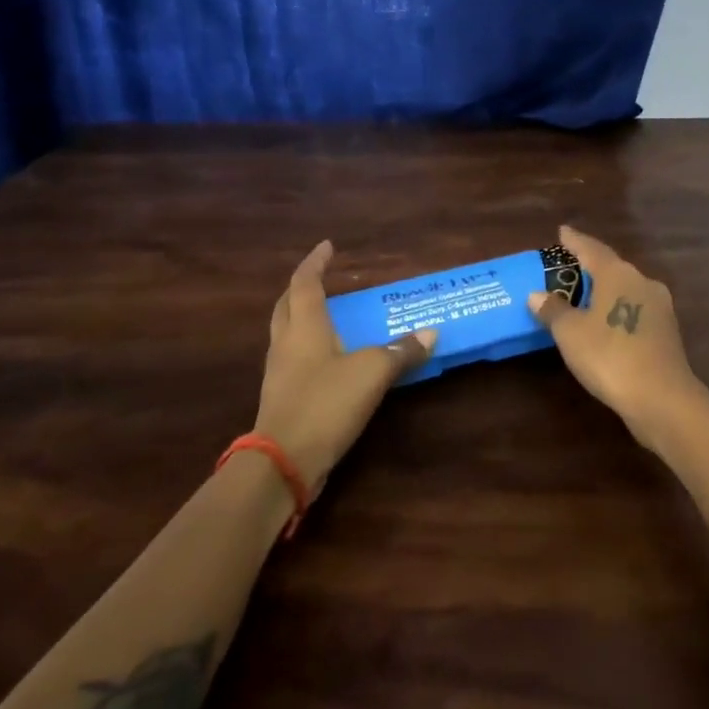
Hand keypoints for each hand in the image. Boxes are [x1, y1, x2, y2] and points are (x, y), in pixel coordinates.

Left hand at [256, 241, 435, 491]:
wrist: (282, 462)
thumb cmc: (325, 403)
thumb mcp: (372, 374)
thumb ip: (400, 352)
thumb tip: (429, 334)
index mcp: (304, 326)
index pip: (305, 282)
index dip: (316, 262)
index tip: (327, 246)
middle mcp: (286, 342)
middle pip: (287, 304)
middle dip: (303, 287)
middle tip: (323, 278)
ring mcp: (278, 371)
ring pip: (286, 331)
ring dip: (302, 317)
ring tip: (328, 315)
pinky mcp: (281, 396)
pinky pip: (292, 358)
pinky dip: (308, 346)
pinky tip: (327, 358)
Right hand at [526, 225, 708, 450]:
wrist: (662, 398)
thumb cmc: (609, 356)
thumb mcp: (570, 333)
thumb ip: (553, 310)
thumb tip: (538, 294)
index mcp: (618, 274)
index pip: (591, 249)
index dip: (575, 241)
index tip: (562, 232)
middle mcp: (642, 282)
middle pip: (612, 267)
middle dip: (591, 267)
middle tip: (568, 268)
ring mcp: (659, 307)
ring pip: (626, 289)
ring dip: (606, 291)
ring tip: (584, 297)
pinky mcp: (667, 332)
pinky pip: (635, 310)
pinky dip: (617, 311)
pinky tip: (606, 324)